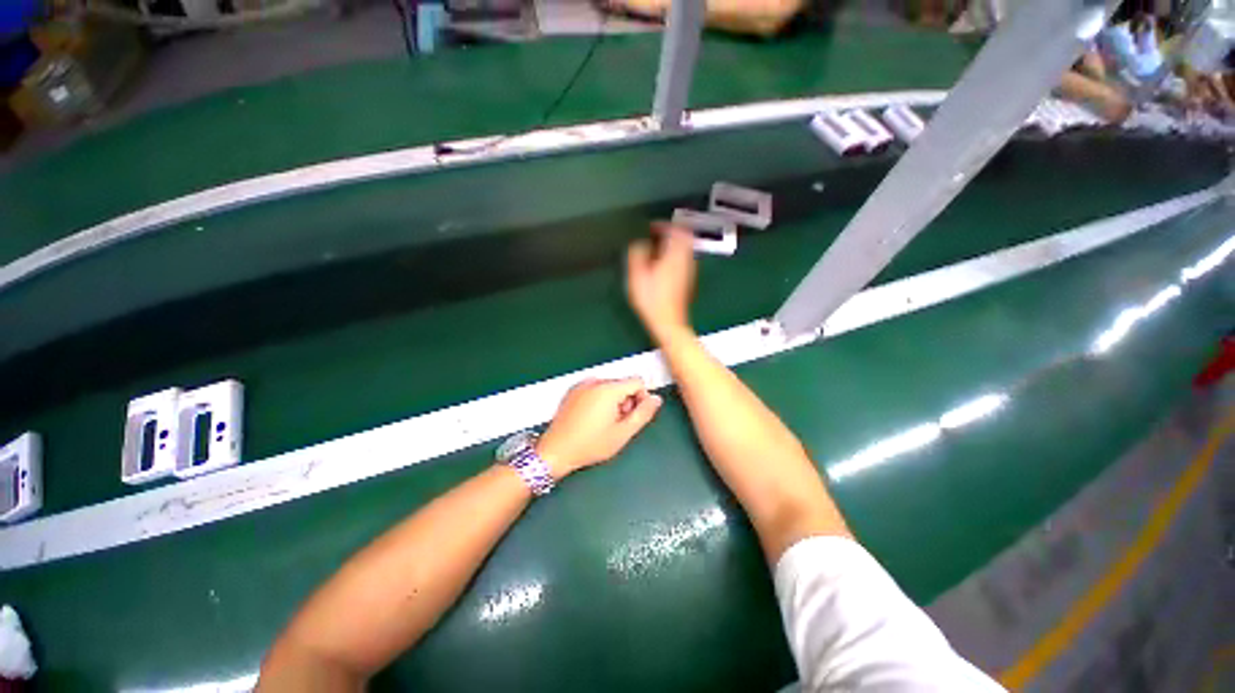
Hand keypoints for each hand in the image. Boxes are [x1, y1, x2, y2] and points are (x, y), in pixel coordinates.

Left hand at [536, 378, 662, 477]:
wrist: (555, 451)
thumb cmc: (591, 444)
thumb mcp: (622, 433)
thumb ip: (643, 414)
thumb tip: (657, 399)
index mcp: (608, 389)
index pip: (637, 381)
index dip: (642, 398)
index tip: (634, 417)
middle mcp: (594, 381)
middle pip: (622, 384)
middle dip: (627, 401)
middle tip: (619, 424)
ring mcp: (581, 385)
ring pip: (609, 387)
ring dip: (614, 402)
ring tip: (605, 424)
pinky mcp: (572, 391)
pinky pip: (595, 389)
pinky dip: (600, 400)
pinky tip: (593, 419)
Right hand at [626, 223, 696, 341]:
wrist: (668, 323)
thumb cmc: (652, 300)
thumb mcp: (637, 276)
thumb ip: (638, 255)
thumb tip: (640, 243)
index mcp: (674, 256)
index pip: (676, 231)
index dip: (664, 225)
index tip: (652, 226)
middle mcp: (685, 260)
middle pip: (684, 238)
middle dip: (671, 233)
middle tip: (657, 234)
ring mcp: (689, 271)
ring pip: (685, 249)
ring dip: (673, 244)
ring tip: (658, 247)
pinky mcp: (688, 281)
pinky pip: (684, 259)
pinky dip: (675, 255)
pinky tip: (663, 263)